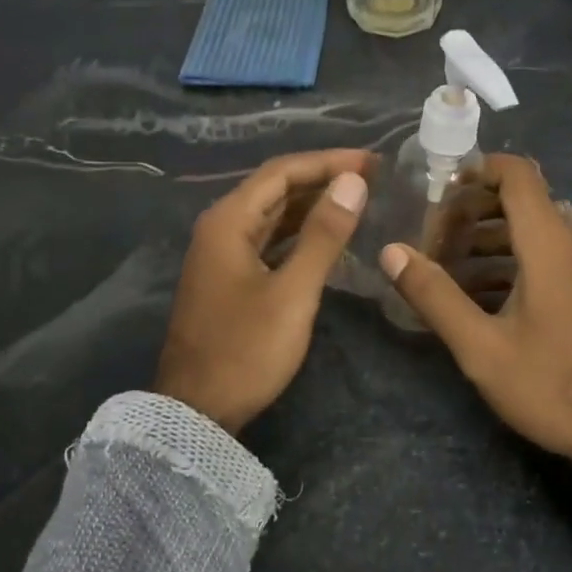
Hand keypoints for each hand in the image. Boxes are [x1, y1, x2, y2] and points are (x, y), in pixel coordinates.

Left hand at [155, 150, 372, 432]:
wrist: (197, 409)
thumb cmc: (246, 350)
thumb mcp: (292, 293)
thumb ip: (323, 235)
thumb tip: (353, 182)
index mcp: (228, 221)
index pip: (282, 171)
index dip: (329, 161)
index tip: (373, 162)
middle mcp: (220, 227)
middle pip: (275, 188)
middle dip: (322, 179)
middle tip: (373, 178)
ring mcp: (221, 254)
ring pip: (272, 215)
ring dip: (312, 205)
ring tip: (357, 200)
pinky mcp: (228, 278)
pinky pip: (268, 240)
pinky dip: (298, 233)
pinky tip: (327, 237)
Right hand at [379, 154, 571, 468]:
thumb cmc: (552, 386)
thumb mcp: (481, 347)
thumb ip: (435, 295)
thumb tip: (391, 251)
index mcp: (549, 245)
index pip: (518, 174)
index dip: (477, 169)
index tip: (438, 190)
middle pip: (520, 202)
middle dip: (471, 212)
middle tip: (431, 238)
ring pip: (531, 232)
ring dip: (487, 240)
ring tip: (446, 268)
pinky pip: (545, 258)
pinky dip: (509, 263)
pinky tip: (478, 298)